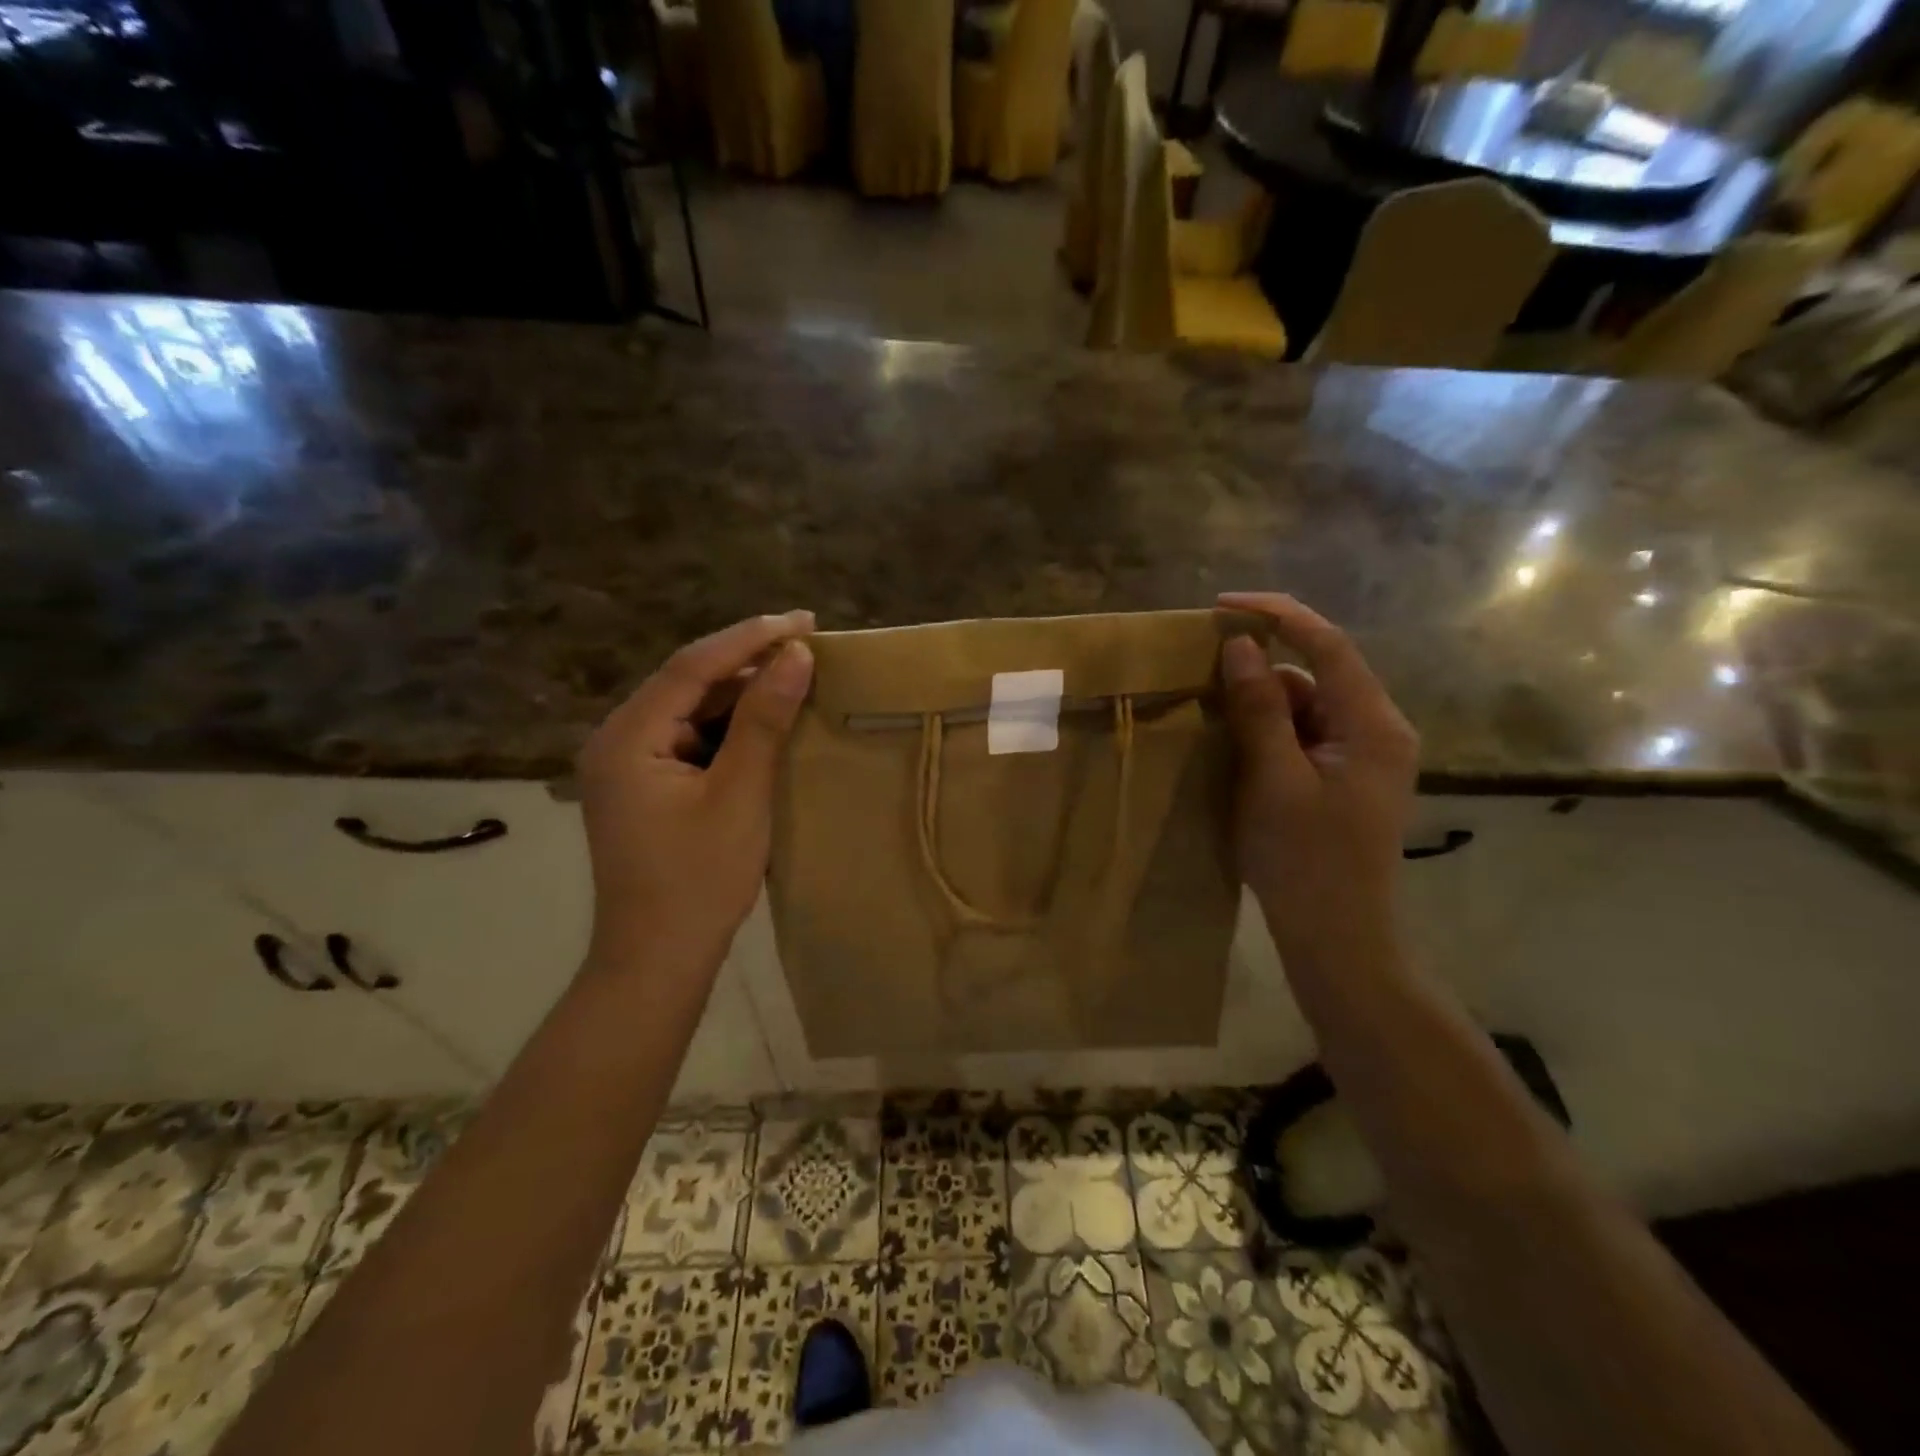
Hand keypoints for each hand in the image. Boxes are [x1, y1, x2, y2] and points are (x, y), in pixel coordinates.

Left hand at [576, 611, 814, 973]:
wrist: (657, 960)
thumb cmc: (699, 880)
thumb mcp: (740, 795)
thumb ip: (764, 721)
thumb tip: (796, 656)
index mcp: (627, 737)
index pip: (691, 667)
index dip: (749, 638)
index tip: (803, 620)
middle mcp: (617, 740)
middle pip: (687, 683)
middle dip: (747, 662)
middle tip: (807, 645)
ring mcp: (627, 765)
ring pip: (690, 710)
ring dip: (741, 694)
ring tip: (796, 676)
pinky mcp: (644, 786)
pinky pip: (689, 738)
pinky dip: (729, 728)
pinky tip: (767, 723)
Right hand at [1217, 593, 1417, 968]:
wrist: (1336, 938)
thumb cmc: (1305, 861)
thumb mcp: (1273, 779)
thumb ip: (1259, 708)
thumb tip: (1239, 645)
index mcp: (1373, 725)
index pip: (1328, 645)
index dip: (1277, 615)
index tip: (1222, 604)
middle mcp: (1377, 730)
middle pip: (1316, 674)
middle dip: (1261, 668)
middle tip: (1203, 670)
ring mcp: (1363, 756)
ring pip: (1306, 706)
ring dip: (1261, 705)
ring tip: (1213, 720)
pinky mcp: (1344, 778)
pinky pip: (1303, 735)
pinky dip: (1269, 733)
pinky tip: (1236, 750)